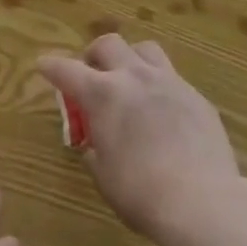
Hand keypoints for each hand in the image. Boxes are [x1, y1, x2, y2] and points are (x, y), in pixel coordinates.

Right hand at [38, 34, 241, 241]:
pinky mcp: (196, 95)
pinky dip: (159, 86)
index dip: (52, 66)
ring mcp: (168, 81)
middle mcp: (133, 76)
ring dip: (131, 59)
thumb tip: (95, 145)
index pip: (67, 70)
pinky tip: (163, 110)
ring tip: (130, 79)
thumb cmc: (141, 193)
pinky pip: (172, 77)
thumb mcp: (104, 176)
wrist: (202, 201)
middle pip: (108, 44)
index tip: (44, 64)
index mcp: (102, 94)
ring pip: (144, 49)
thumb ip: (95, 151)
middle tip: (92, 74)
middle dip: (94, 55)